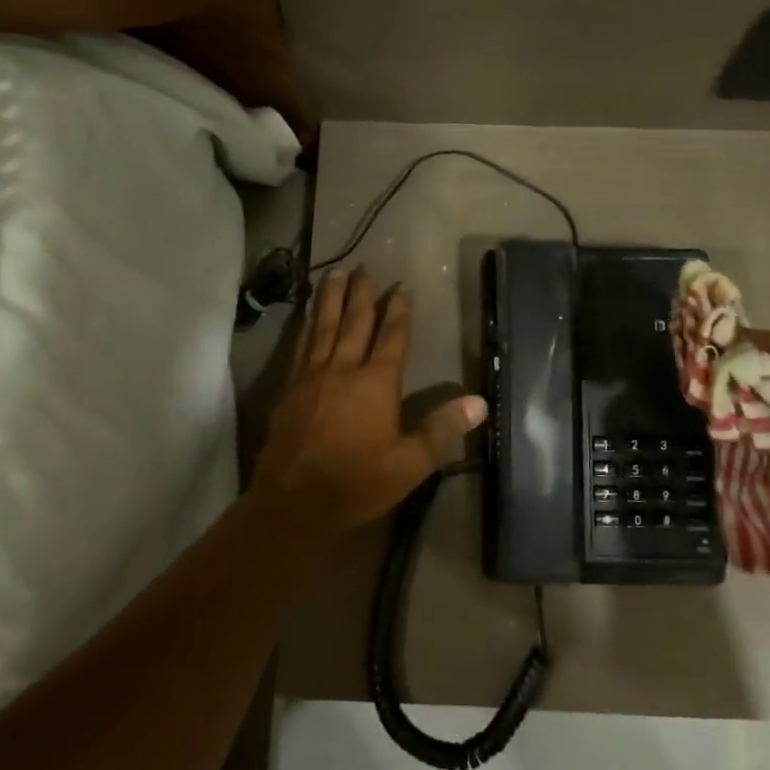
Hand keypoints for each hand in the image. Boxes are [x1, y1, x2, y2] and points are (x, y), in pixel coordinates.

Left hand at [254, 268, 486, 531]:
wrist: (293, 502)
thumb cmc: (357, 483)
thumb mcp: (409, 464)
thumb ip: (441, 429)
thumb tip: (479, 402)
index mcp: (376, 383)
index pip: (391, 337)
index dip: (399, 311)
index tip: (402, 287)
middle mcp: (343, 369)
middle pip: (355, 321)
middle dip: (362, 293)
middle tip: (365, 266)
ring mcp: (312, 375)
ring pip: (323, 326)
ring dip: (331, 298)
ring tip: (334, 273)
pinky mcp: (289, 387)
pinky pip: (301, 344)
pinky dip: (306, 324)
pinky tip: (307, 316)